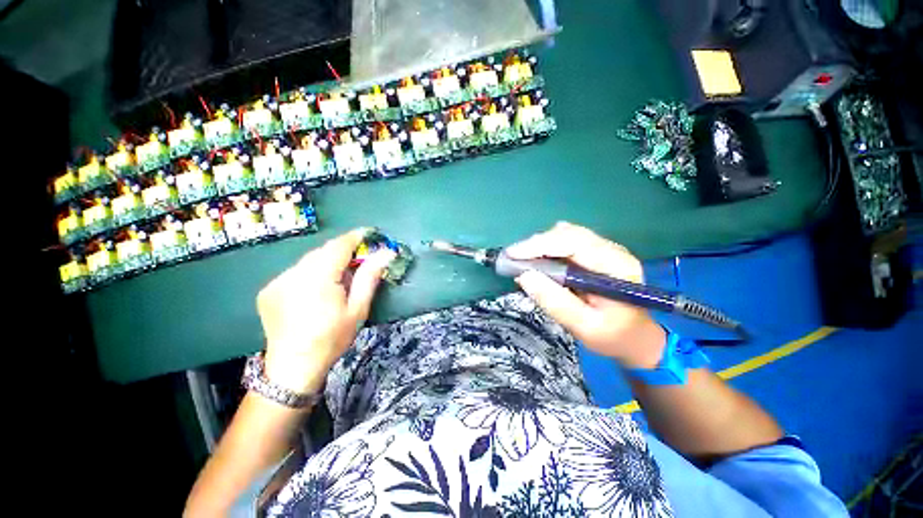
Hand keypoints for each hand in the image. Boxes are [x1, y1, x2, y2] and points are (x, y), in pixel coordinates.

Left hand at [257, 228, 395, 394]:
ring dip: (327, 263)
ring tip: (338, 281)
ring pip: (309, 260)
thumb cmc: (332, 338)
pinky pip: (296, 271)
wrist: (293, 367)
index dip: (356, 237)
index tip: (370, 234)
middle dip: (343, 252)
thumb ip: (370, 277)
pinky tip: (316, 291)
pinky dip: (311, 273)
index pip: (339, 245)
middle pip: (323, 251)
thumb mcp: (358, 309)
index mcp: (318, 278)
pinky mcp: (268, 289)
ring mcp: (277, 280)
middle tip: (359, 261)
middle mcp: (294, 273)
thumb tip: (387, 253)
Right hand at [506, 222, 666, 368]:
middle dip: (537, 244)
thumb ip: (555, 302)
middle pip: (569, 234)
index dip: (540, 245)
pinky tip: (539, 259)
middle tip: (513, 258)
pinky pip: (567, 241)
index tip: (513, 255)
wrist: (636, 337)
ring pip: (566, 234)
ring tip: (522, 260)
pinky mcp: (596, 252)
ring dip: (541, 245)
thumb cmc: (613, 336)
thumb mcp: (584, 327)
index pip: (575, 243)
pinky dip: (548, 247)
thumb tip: (524, 276)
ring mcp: (605, 249)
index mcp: (617, 267)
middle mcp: (613, 250)